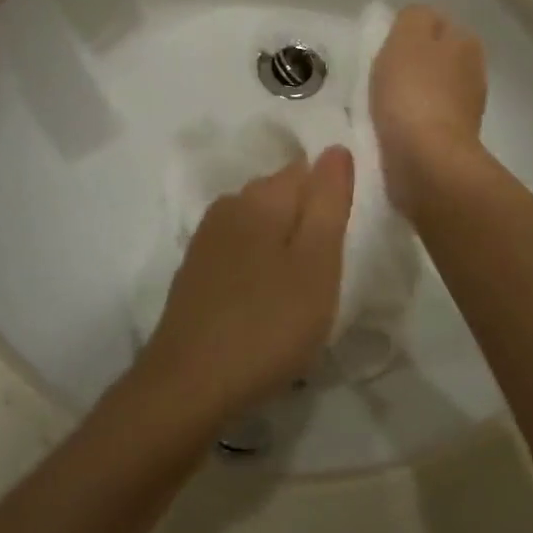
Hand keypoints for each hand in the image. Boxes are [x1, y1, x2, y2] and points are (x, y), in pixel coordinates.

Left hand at [136, 148, 355, 426]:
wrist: (189, 384)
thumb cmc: (268, 324)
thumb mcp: (317, 263)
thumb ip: (329, 202)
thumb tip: (335, 148)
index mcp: (260, 197)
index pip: (306, 169)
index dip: (331, 197)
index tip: (343, 239)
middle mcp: (229, 205)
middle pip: (281, 194)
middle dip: (307, 219)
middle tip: (328, 270)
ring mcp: (207, 239)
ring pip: (260, 224)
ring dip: (284, 244)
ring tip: (302, 289)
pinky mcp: (196, 271)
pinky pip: (240, 250)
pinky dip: (260, 265)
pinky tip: (267, 300)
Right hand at [370, 5, 487, 217]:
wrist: (426, 161)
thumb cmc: (412, 92)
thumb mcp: (407, 37)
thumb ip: (413, 17)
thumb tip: (416, 22)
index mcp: (465, 42)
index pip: (432, 23)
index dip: (405, 33)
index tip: (381, 50)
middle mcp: (473, 71)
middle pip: (432, 57)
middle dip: (410, 64)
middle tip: (378, 77)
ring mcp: (466, 109)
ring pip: (429, 89)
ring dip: (408, 95)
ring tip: (379, 107)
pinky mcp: (453, 140)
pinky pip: (425, 120)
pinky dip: (410, 122)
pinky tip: (390, 130)